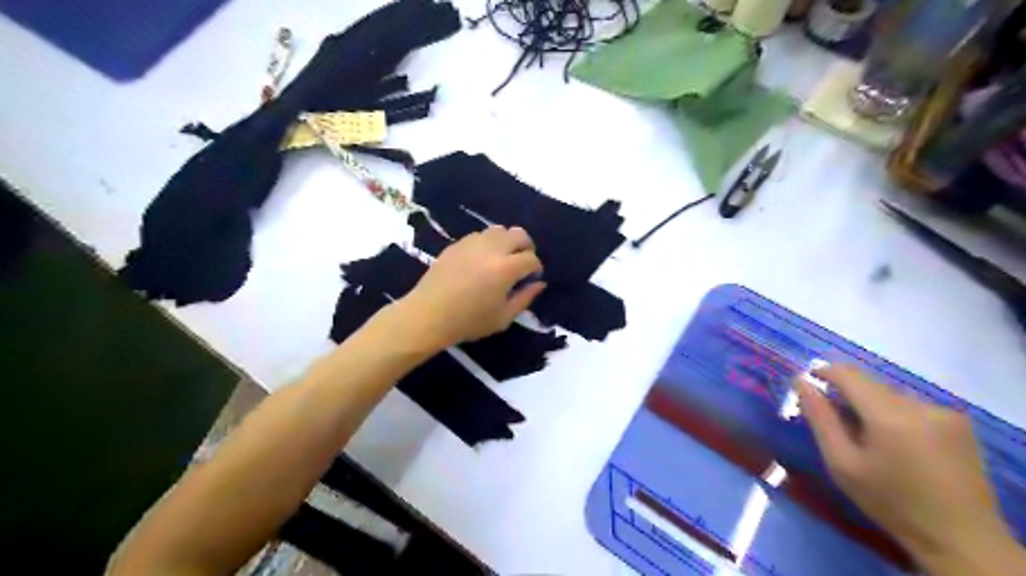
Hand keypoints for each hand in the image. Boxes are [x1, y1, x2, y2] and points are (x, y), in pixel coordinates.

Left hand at [398, 227, 544, 347]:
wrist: (428, 315)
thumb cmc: (468, 321)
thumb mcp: (503, 318)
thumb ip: (525, 298)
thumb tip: (539, 283)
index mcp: (505, 269)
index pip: (531, 258)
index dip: (536, 268)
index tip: (532, 278)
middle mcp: (491, 249)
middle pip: (518, 234)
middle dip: (526, 246)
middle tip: (522, 263)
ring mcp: (472, 243)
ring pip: (498, 230)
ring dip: (506, 242)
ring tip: (502, 259)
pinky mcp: (457, 244)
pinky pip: (479, 235)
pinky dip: (488, 243)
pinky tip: (481, 260)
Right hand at [793, 364, 1015, 570]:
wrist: (960, 538)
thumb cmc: (889, 501)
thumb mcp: (841, 463)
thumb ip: (820, 418)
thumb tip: (801, 382)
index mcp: (889, 415)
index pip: (849, 374)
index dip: (824, 371)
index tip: (808, 382)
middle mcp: (920, 405)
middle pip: (870, 383)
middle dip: (847, 394)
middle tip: (834, 421)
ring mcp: (944, 413)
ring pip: (891, 394)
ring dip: (871, 404)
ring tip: (867, 436)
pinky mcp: (959, 423)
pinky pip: (913, 405)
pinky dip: (895, 413)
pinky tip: (897, 442)